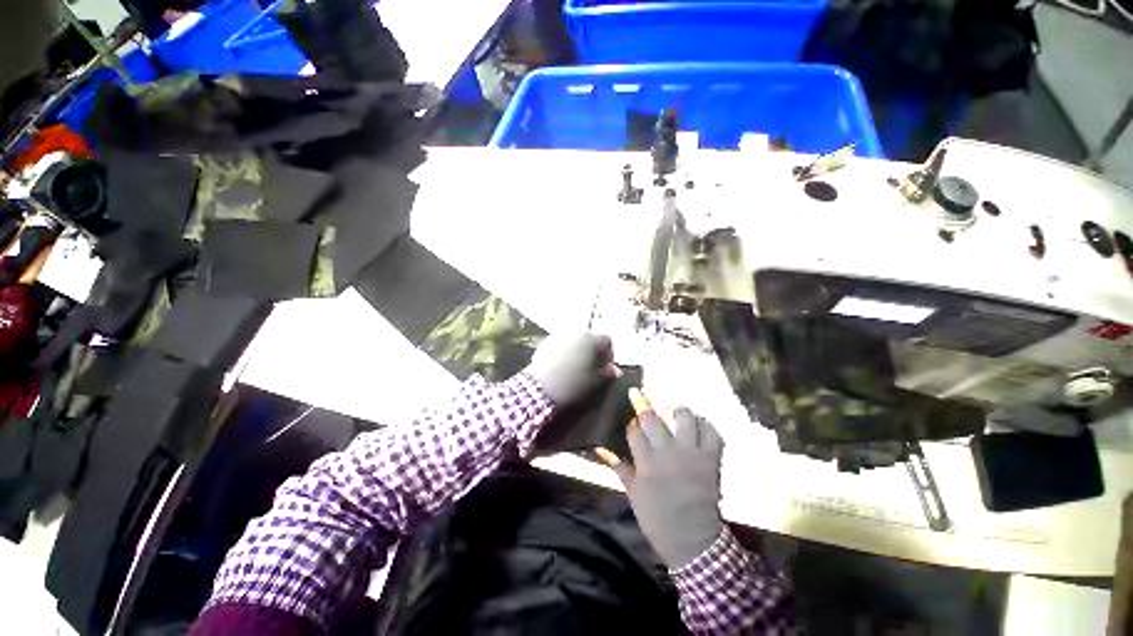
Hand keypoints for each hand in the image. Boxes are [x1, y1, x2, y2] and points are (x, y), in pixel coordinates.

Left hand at [525, 333, 616, 405]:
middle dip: (592, 351)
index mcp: (591, 339)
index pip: (607, 340)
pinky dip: (564, 352)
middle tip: (591, 368)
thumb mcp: (595, 382)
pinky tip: (561, 368)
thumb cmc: (572, 385)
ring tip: (575, 368)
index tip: (605, 367)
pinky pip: (560, 345)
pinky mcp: (545, 343)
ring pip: (574, 341)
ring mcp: (558, 336)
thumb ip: (607, 373)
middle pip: (589, 338)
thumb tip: (615, 370)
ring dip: (578, 351)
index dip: (609, 354)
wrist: (540, 389)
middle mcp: (575, 332)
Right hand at [601, 389, 724, 569]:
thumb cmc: (657, 518)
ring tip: (673, 408)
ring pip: (683, 418)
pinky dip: (705, 424)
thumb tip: (599, 448)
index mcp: (646, 462)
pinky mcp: (710, 458)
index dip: (632, 423)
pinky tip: (698, 423)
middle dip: (643, 402)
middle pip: (653, 419)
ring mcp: (691, 453)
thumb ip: (618, 467)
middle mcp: (667, 452)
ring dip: (676, 409)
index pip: (634, 431)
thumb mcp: (633, 494)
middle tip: (639, 391)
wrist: (694, 540)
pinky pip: (711, 432)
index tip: (632, 420)